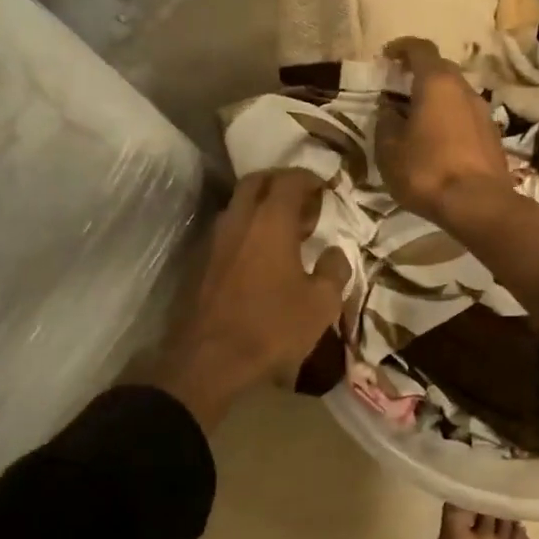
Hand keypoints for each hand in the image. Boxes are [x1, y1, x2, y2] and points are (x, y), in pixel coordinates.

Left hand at [151, 169, 349, 427]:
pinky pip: (230, 229)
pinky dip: (248, 228)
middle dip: (281, 183)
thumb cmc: (273, 327)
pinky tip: (263, 254)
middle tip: (304, 201)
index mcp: (271, 221)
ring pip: (239, 204)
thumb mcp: (321, 303)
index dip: (309, 178)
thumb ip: (334, 270)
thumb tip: (335, 252)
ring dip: (262, 206)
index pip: (290, 180)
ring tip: (286, 228)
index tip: (325, 188)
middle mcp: (240, 220)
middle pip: (257, 182)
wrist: (211, 360)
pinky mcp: (204, 261)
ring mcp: (217, 240)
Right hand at [376, 37, 511, 225]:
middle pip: (441, 69)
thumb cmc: (427, 171)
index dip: (402, 47)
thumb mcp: (389, 150)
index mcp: (437, 83)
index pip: (421, 48)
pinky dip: (450, 118)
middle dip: (420, 73)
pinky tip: (437, 141)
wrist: (478, 204)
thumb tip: (389, 110)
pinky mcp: (493, 135)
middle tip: (399, 88)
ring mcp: (483, 112)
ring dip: (437, 99)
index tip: (387, 56)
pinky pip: (466, 116)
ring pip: (456, 94)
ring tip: (417, 118)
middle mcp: (465, 89)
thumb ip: (386, 122)